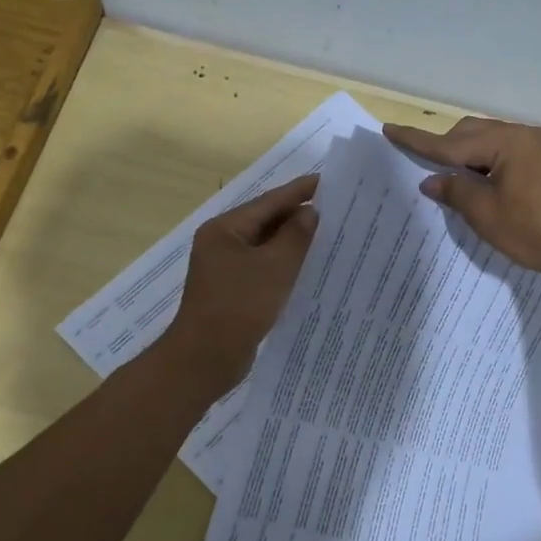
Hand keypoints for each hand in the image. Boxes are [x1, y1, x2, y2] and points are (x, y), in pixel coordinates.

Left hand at [162, 174, 318, 393]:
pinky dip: (284, 264)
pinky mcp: (233, 291)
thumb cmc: (239, 306)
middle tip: (336, 209)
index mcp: (225, 229)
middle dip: (298, 216)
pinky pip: (263, 268)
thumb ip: (295, 236)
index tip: (328, 181)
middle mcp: (222, 243)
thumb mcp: (275, 267)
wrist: (205, 359)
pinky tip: (308, 268)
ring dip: (293, 241)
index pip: (268, 202)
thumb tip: (309, 212)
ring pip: (265, 246)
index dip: (299, 191)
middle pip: (266, 221)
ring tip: (329, 235)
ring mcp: (225, 268)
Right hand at [382, 118, 540, 285]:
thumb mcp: (486, 214)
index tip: (390, 129)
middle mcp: (524, 135)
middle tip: (422, 165)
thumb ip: (455, 191)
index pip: (450, 142)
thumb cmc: (536, 231)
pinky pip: (507, 152)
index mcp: (506, 142)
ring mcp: (540, 146)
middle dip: (445, 147)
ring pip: (490, 142)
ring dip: (467, 156)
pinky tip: (482, 182)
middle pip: (471, 133)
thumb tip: (432, 180)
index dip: (418, 140)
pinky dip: (488, 163)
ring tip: (451, 178)